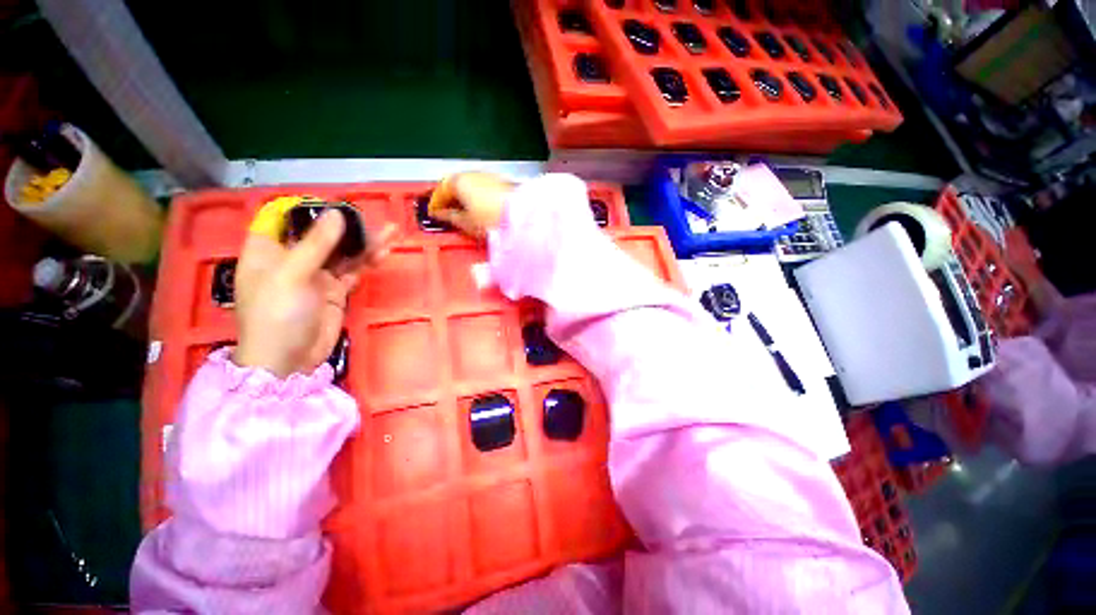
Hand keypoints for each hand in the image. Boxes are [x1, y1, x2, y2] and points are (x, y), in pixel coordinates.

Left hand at [234, 210, 391, 377]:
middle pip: (320, 234)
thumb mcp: (292, 275)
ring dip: (364, 242)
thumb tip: (336, 214)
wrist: (289, 360)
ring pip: (342, 252)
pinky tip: (384, 252)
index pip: (283, 218)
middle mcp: (291, 259)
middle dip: (346, 225)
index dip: (306, 208)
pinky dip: (368, 261)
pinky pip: (354, 270)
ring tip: (390, 231)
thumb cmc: (277, 315)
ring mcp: (316, 275)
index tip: (334, 204)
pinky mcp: (335, 290)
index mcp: (268, 250)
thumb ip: (316, 244)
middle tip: (371, 219)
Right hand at [427, 172, 514, 237]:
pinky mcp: (504, 182)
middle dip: (451, 198)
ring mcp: (490, 175)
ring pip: (471, 185)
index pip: (441, 190)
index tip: (434, 213)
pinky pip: (484, 188)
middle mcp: (473, 173)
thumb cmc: (493, 219)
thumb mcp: (466, 223)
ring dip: (465, 196)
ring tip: (465, 213)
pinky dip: (479, 196)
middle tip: (447, 212)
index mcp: (458, 180)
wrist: (522, 216)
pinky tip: (481, 208)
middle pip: (456, 184)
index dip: (435, 203)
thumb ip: (450, 217)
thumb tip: (443, 215)